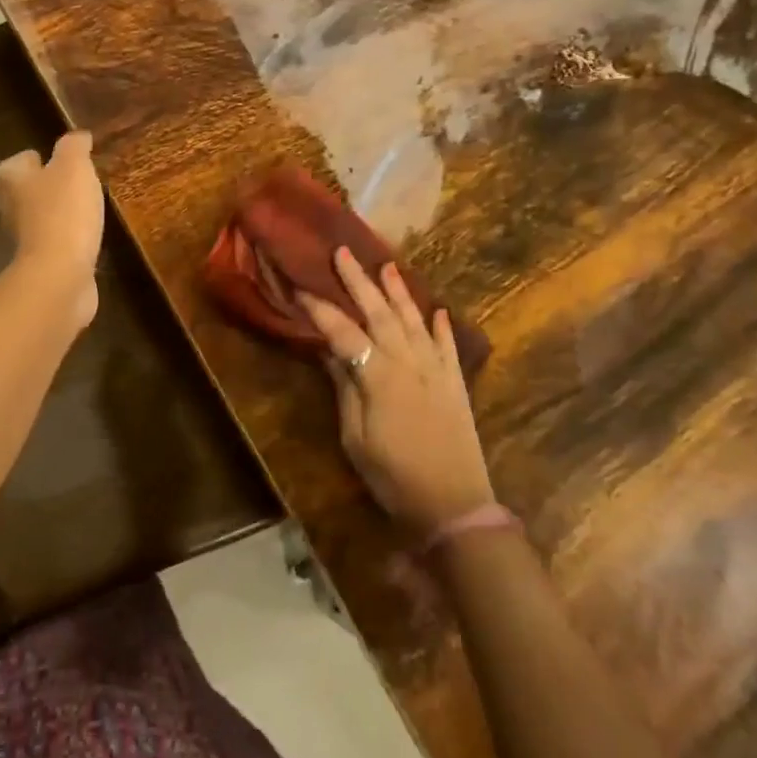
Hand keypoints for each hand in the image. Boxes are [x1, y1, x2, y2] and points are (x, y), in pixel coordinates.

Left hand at [0, 131, 103, 328]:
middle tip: (71, 181)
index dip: (31, 159)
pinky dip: (66, 238)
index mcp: (13, 182)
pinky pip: (54, 243)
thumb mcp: (74, 167)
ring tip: (83, 206)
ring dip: (55, 213)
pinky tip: (86, 235)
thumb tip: (78, 136)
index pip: (14, 164)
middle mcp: (11, 210)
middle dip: (43, 186)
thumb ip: (74, 147)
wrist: (60, 274)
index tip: (51, 159)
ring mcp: (25, 241)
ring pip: (38, 219)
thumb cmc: (63, 212)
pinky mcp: (42, 264)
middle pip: (23, 192)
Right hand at [298, 248, 495, 536]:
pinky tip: (437, 309)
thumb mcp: (356, 438)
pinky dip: (441, 325)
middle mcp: (409, 362)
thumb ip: (345, 389)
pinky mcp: (456, 383)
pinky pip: (448, 345)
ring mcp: (436, 370)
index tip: (300, 288)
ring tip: (386, 265)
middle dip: (359, 281)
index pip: (344, 332)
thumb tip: (329, 351)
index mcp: (379, 376)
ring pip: (414, 320)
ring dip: (399, 291)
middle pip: (380, 313)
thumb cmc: (395, 477)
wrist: (455, 505)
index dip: (320, 309)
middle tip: (342, 252)